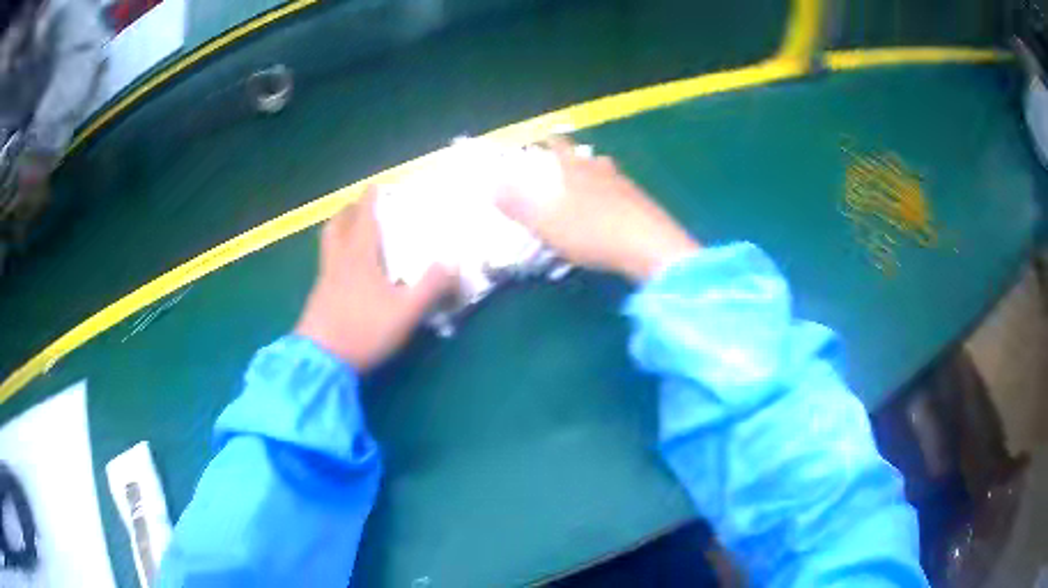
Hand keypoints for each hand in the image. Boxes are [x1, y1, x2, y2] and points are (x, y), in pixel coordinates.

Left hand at [295, 188, 454, 371]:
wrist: (321, 360)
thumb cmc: (363, 330)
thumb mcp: (406, 312)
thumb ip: (431, 286)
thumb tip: (453, 262)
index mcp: (358, 256)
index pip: (364, 217)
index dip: (370, 198)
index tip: (376, 185)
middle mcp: (338, 260)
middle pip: (337, 224)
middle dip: (349, 210)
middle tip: (361, 207)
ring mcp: (324, 279)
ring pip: (328, 243)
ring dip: (338, 230)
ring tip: (352, 232)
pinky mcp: (318, 296)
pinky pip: (326, 263)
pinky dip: (336, 254)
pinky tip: (347, 271)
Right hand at [497, 137, 698, 281]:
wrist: (649, 247)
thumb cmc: (592, 232)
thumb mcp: (546, 223)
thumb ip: (517, 205)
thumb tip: (488, 185)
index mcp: (576, 171)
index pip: (561, 147)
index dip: (552, 140)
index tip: (547, 136)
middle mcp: (603, 172)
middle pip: (589, 159)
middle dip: (578, 160)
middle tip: (571, 166)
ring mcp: (628, 187)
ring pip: (610, 175)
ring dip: (600, 177)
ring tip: (593, 188)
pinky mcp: (646, 206)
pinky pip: (626, 195)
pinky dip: (617, 199)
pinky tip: (617, 213)